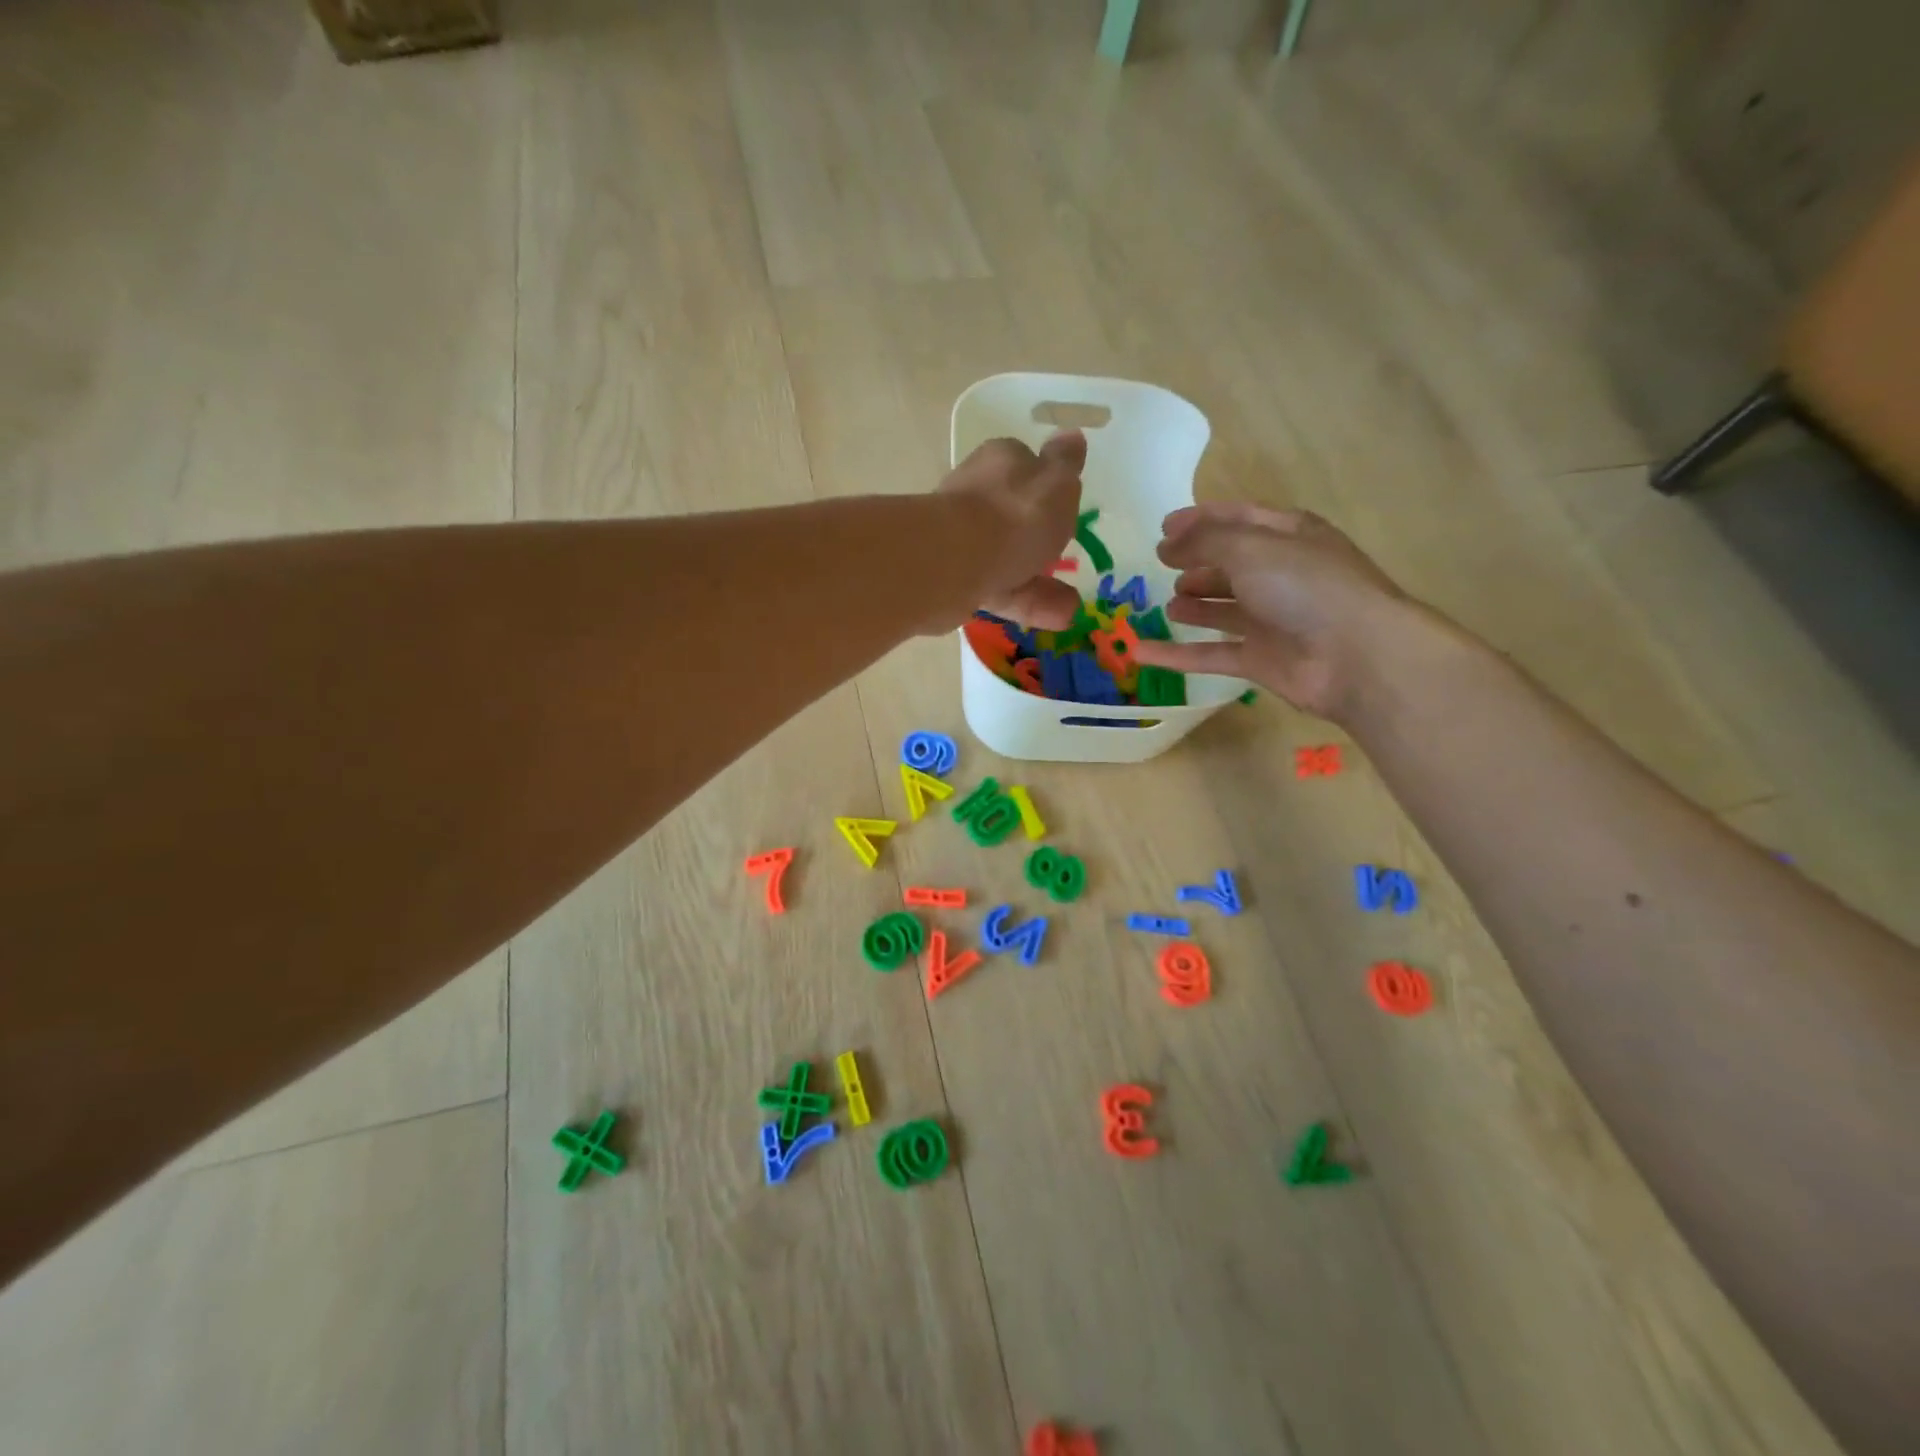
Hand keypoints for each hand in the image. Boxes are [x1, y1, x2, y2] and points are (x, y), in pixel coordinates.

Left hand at [934, 431, 1083, 630]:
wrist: (954, 561)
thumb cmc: (1015, 515)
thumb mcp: (1057, 482)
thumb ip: (1066, 463)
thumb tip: (1072, 436)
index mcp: (1000, 462)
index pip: (1025, 466)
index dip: (1046, 487)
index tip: (1065, 509)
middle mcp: (976, 495)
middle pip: (1013, 516)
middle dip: (1041, 541)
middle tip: (1065, 558)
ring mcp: (962, 539)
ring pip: (1007, 559)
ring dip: (1040, 582)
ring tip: (1069, 606)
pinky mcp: (955, 578)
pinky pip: (1000, 590)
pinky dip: (1028, 603)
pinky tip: (1057, 619)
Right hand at [1130, 502, 1422, 719]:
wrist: (1355, 655)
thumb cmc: (1305, 587)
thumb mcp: (1251, 548)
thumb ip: (1204, 542)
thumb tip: (1166, 545)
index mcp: (1288, 536)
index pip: (1239, 519)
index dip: (1201, 520)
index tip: (1163, 527)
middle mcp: (1281, 575)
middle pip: (1231, 564)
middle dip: (1197, 562)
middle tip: (1162, 565)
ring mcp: (1272, 619)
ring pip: (1223, 609)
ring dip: (1195, 604)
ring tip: (1166, 603)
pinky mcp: (1260, 659)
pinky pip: (1210, 654)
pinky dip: (1177, 653)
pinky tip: (1141, 652)